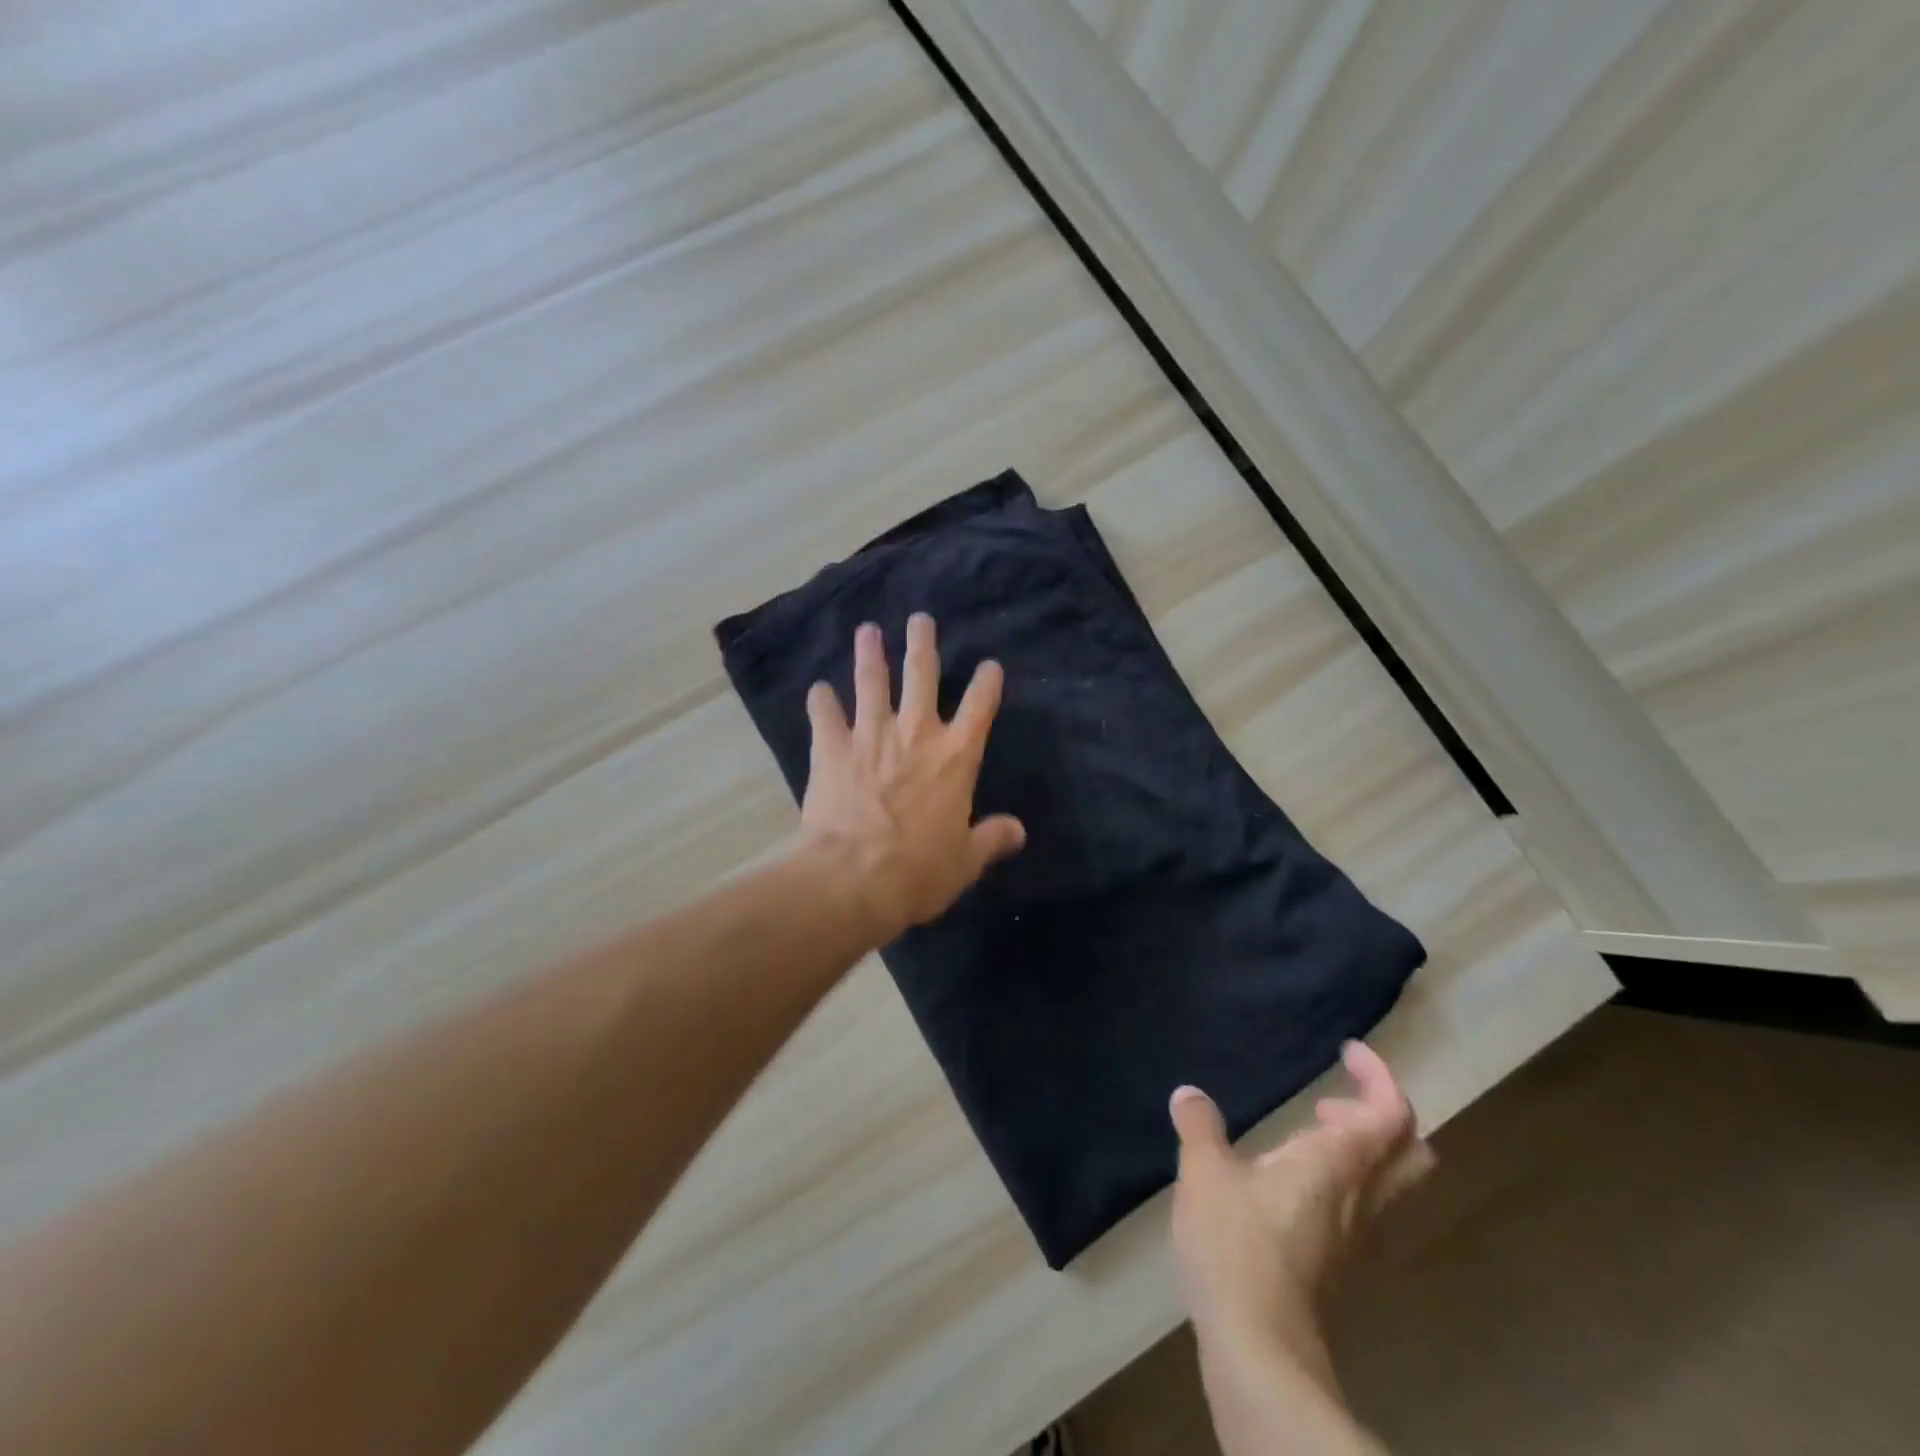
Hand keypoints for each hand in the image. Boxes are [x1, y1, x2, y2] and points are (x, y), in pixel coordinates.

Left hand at [799, 615, 1025, 943]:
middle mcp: (915, 733)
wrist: (854, 878)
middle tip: (920, 619)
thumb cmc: (918, 871)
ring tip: (867, 631)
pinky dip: (821, 701)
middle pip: (921, 675)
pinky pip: (825, 715)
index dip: (988, 683)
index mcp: (955, 757)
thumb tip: (1017, 831)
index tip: (990, 666)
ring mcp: (870, 735)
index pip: (981, 707)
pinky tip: (818, 690)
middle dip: (923, 644)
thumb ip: (991, 839)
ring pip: (871, 682)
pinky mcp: (831, 747)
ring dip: (869, 654)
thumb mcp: (965, 861)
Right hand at [1169, 1042, 1432, 1380]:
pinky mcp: (1339, 1266)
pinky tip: (1292, 1182)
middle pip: (1410, 1152)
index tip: (1347, 1051)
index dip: (1378, 1075)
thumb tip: (1189, 1094)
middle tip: (1333, 1099)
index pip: (1390, 1113)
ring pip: (1389, 1184)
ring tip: (1308, 1131)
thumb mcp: (1204, 1172)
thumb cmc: (1236, 1245)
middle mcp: (1360, 1199)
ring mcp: (1355, 1238)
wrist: (1258, 1347)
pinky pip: (1362, 1208)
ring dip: (1363, 1148)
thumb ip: (1200, 1126)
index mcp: (1337, 1164)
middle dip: (1382, 1116)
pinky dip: (1344, 1179)